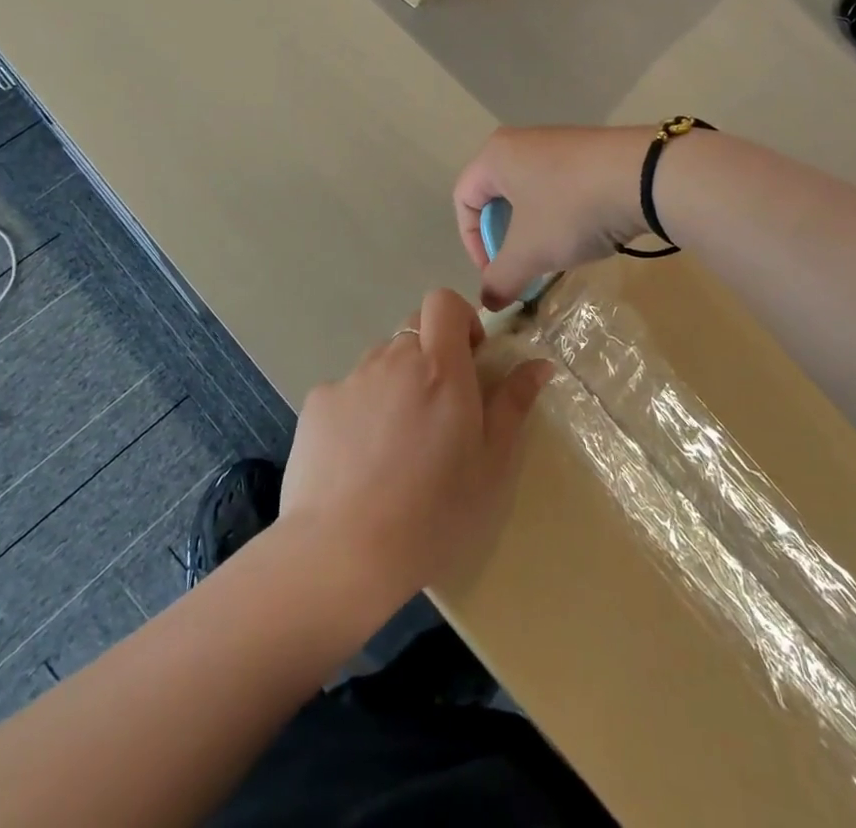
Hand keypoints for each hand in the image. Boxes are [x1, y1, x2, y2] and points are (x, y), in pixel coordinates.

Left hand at [279, 289, 552, 623]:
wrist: (341, 553)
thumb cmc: (433, 514)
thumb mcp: (491, 466)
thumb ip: (513, 405)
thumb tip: (538, 364)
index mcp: (440, 367)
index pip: (444, 301)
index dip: (459, 319)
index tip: (470, 359)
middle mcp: (392, 358)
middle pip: (413, 330)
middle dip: (431, 355)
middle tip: (439, 411)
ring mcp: (350, 379)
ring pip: (381, 361)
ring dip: (396, 383)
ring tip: (397, 444)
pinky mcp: (317, 403)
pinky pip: (348, 391)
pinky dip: (360, 410)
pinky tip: (359, 460)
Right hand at [453, 126, 652, 308]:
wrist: (645, 177)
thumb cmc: (570, 209)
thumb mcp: (529, 252)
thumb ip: (500, 279)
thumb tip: (488, 301)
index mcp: (495, 155)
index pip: (463, 200)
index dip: (472, 242)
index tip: (496, 272)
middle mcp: (522, 140)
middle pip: (497, 195)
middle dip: (506, 237)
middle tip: (524, 264)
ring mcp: (559, 141)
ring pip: (531, 192)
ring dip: (535, 228)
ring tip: (556, 253)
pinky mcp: (590, 149)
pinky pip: (561, 185)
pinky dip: (562, 213)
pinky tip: (584, 231)